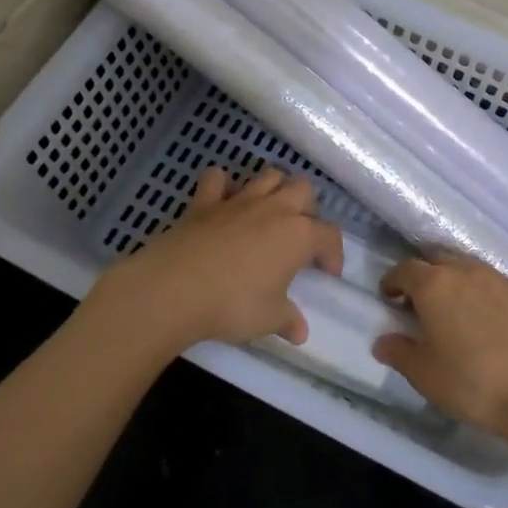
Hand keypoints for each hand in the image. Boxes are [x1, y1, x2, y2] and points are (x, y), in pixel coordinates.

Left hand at [84, 166, 343, 361]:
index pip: (329, 235)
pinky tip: (222, 199)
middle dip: (307, 208)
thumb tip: (300, 332)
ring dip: (274, 188)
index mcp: (299, 235)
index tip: (327, 273)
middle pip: (303, 189)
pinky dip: (222, 185)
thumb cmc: (232, 304)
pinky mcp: (205, 202)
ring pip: (268, 175)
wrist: (174, 289)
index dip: (334, 254)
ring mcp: (238, 201)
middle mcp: (274, 209)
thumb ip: (288, 320)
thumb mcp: (268, 319)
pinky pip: (216, 179)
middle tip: (298, 236)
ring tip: (270, 212)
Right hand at [373, 253, 507, 450]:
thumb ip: (399, 353)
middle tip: (420, 302)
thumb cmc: (473, 381)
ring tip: (456, 311)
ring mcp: (502, 280)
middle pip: (439, 260)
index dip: (393, 281)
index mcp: (435, 285)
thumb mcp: (425, 375)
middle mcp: (467, 272)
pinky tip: (490, 323)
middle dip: (425, 275)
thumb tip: (383, 341)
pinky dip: (485, 296)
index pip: (405, 269)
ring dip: (457, 283)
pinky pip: (497, 286)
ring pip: (470, 270)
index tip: (389, 296)